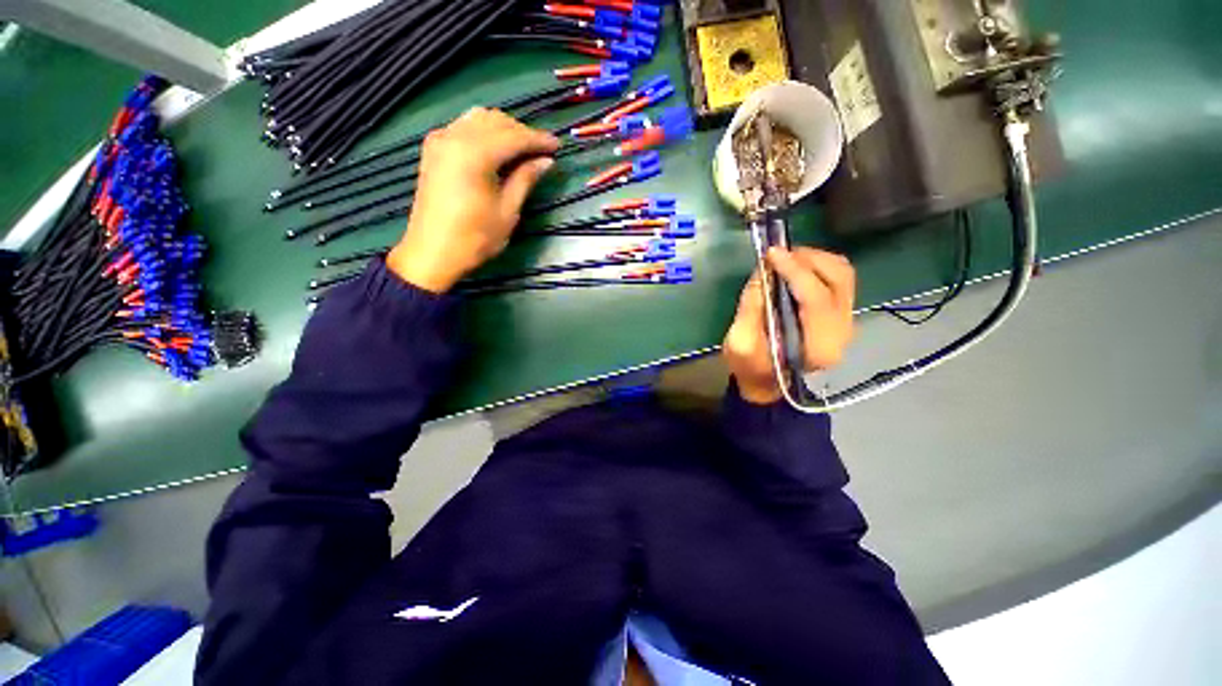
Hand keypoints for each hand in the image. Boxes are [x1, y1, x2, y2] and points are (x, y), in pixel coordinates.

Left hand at [387, 108, 559, 292]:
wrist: (432, 253)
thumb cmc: (475, 238)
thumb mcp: (507, 212)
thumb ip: (525, 179)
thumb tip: (547, 161)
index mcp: (474, 154)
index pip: (514, 136)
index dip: (538, 140)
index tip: (558, 146)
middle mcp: (454, 137)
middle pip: (495, 121)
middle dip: (522, 132)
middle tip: (542, 152)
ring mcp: (440, 140)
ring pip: (478, 119)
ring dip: (503, 130)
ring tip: (522, 151)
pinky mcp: (433, 149)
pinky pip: (463, 128)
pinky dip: (484, 133)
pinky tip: (496, 151)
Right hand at [723, 247, 855, 404]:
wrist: (766, 383)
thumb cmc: (750, 367)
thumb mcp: (740, 341)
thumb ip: (752, 305)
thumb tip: (764, 268)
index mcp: (817, 346)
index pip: (816, 297)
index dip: (795, 271)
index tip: (772, 253)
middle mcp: (841, 332)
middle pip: (839, 280)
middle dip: (808, 259)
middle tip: (779, 254)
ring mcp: (846, 323)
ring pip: (844, 276)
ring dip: (816, 260)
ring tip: (787, 258)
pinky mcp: (840, 316)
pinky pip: (839, 281)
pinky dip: (819, 268)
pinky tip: (796, 269)